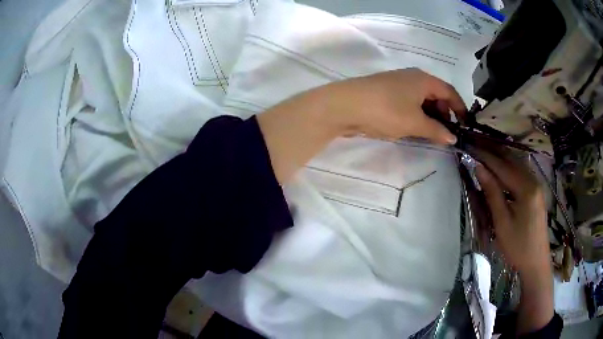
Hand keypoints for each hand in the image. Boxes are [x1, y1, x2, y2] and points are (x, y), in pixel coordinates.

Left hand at [325, 68, 465, 142]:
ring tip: (431, 134)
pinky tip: (413, 128)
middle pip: (436, 94)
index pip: (449, 91)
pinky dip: (415, 114)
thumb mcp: (415, 123)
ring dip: (429, 115)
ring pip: (421, 99)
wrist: (344, 105)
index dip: (460, 108)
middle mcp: (412, 77)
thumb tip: (453, 137)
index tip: (465, 125)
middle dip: (444, 113)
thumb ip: (436, 130)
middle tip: (446, 133)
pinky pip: (408, 102)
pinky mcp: (384, 92)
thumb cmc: (386, 110)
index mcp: (423, 79)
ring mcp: (397, 83)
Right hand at [475, 150, 553, 333]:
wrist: (536, 262)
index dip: (485, 156)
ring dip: (501, 157)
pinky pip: (521, 172)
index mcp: (526, 188)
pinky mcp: (537, 192)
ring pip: (517, 164)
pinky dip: (509, 167)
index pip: (502, 166)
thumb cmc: (518, 247)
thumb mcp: (502, 222)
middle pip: (512, 159)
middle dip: (493, 151)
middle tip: (476, 144)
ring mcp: (537, 185)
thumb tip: (478, 168)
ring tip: (485, 152)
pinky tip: (501, 168)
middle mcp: (533, 181)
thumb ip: (492, 193)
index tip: (470, 146)